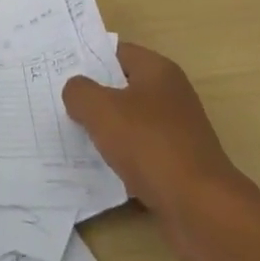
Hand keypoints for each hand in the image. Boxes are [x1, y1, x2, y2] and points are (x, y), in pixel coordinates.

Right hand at [63, 42, 258, 260]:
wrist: (200, 208)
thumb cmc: (150, 145)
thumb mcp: (101, 110)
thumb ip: (79, 92)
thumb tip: (76, 91)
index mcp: (158, 71)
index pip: (117, 52)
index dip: (88, 58)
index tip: (60, 70)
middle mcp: (171, 95)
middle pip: (122, 87)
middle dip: (93, 96)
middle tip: (59, 102)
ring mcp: (176, 132)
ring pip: (129, 122)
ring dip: (105, 130)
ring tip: (71, 136)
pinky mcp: (177, 164)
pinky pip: (139, 152)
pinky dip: (120, 158)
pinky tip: (97, 167)